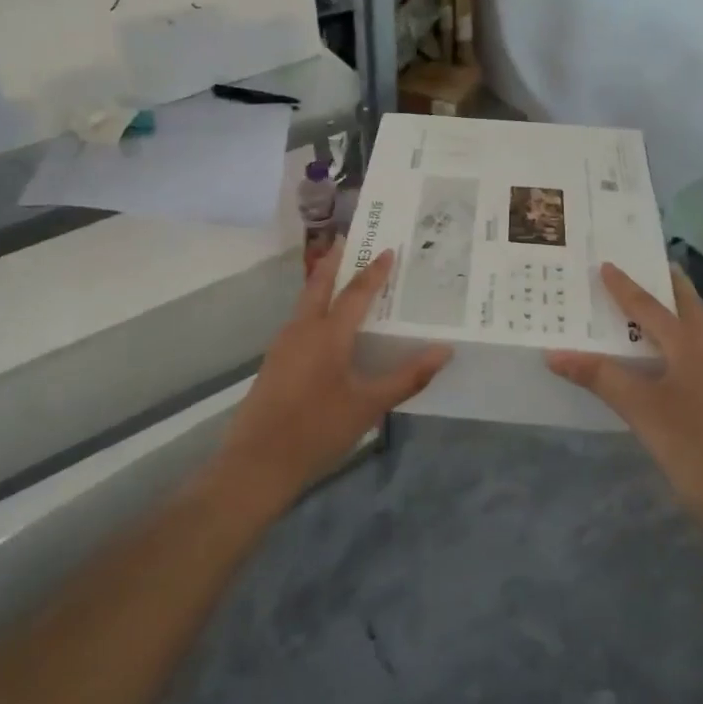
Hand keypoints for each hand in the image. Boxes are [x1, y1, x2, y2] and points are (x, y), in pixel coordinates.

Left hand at [216, 246, 449, 508]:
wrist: (257, 464)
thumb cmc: (318, 430)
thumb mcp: (369, 406)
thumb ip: (407, 377)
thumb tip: (445, 351)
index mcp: (327, 334)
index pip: (355, 292)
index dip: (374, 271)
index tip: (388, 249)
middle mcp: (302, 329)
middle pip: (318, 284)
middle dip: (334, 261)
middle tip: (349, 240)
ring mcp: (283, 345)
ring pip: (305, 302)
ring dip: (322, 283)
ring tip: (342, 277)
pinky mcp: (274, 363)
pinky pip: (299, 322)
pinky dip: (315, 309)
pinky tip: (326, 326)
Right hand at [546, 264, 702, 530]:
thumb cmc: (688, 443)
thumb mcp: (638, 408)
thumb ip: (598, 376)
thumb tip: (554, 353)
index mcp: (691, 346)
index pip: (652, 307)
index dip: (626, 287)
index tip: (606, 265)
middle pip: (688, 307)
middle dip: (669, 285)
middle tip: (648, 265)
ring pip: (694, 328)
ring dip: (673, 310)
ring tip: (649, 301)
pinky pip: (691, 350)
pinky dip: (673, 337)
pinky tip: (656, 352)